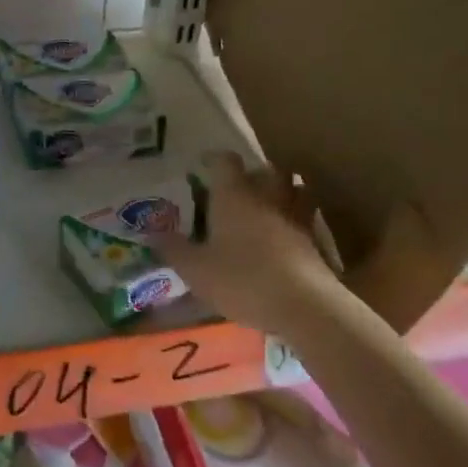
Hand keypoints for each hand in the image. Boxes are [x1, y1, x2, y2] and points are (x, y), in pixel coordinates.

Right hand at [151, 152, 341, 339]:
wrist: (305, 307)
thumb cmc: (243, 280)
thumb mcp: (196, 270)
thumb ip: (173, 249)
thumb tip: (152, 234)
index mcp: (234, 195)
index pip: (225, 162)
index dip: (214, 159)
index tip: (203, 163)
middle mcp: (267, 197)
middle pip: (267, 170)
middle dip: (255, 173)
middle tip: (240, 186)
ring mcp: (295, 217)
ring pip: (294, 189)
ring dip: (283, 191)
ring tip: (268, 205)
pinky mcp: (315, 242)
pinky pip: (306, 219)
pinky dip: (296, 220)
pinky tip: (285, 237)